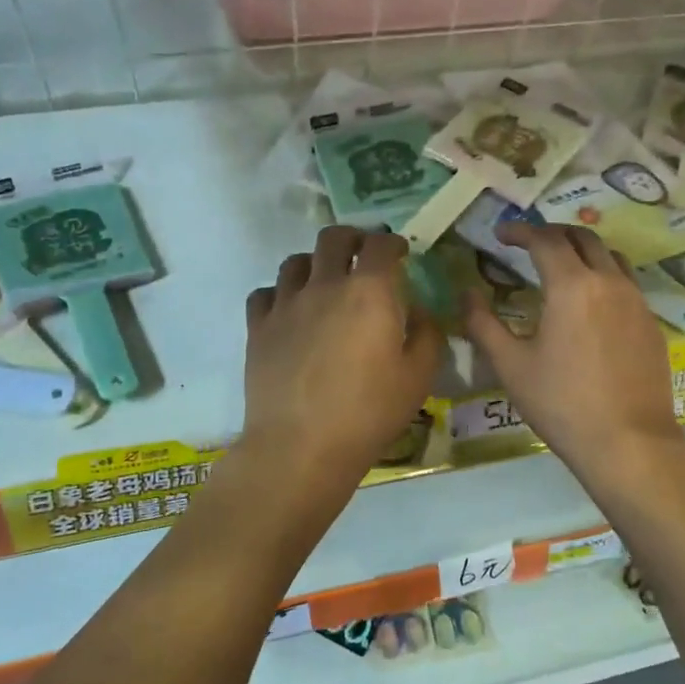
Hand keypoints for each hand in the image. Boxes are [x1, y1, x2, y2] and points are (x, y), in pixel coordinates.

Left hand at [242, 225, 444, 486]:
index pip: (380, 245)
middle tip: (362, 253)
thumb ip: (427, 334)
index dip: (393, 242)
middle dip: (352, 238)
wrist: (301, 445)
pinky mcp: (258, 328)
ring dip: (314, 263)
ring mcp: (286, 304)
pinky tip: (289, 310)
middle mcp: (325, 285)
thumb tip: (418, 312)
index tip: (400, 252)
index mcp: (369, 291)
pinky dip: (280, 293)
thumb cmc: (369, 412)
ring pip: (295, 261)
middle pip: (333, 238)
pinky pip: (265, 293)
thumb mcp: (419, 377)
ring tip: (324, 280)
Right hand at [462, 224, 684, 482]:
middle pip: (583, 237)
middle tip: (529, 244)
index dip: (520, 231)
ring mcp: (637, 302)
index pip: (545, 240)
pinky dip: (604, 277)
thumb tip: (466, 293)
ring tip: (562, 266)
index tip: (500, 234)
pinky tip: (591, 305)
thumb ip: (483, 323)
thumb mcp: (511, 365)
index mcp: (572, 286)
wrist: (629, 443)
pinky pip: (627, 283)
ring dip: (583, 250)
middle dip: (553, 233)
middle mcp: (609, 282)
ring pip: (611, 256)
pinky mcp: (652, 324)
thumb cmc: (562, 404)